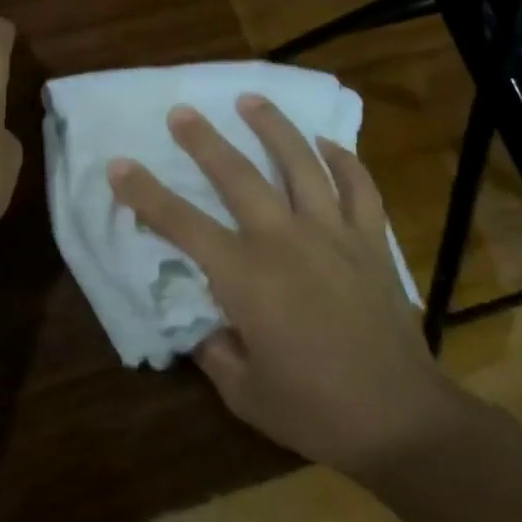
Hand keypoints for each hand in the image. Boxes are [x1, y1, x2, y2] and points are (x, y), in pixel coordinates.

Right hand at [107, 95, 460, 474]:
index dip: (145, 194)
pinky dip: (343, 159)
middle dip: (204, 140)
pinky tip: (326, 142)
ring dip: (273, 127)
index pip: (182, 224)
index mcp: (246, 278)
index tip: (118, 166)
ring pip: (300, 163)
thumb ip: (214, 350)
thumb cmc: (316, 412)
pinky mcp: (370, 242)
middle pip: (238, 176)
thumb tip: (202, 323)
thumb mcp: (244, 392)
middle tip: (181, 112)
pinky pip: (359, 186)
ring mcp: (333, 235)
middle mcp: (285, 241)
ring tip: (251, 99)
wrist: (403, 421)